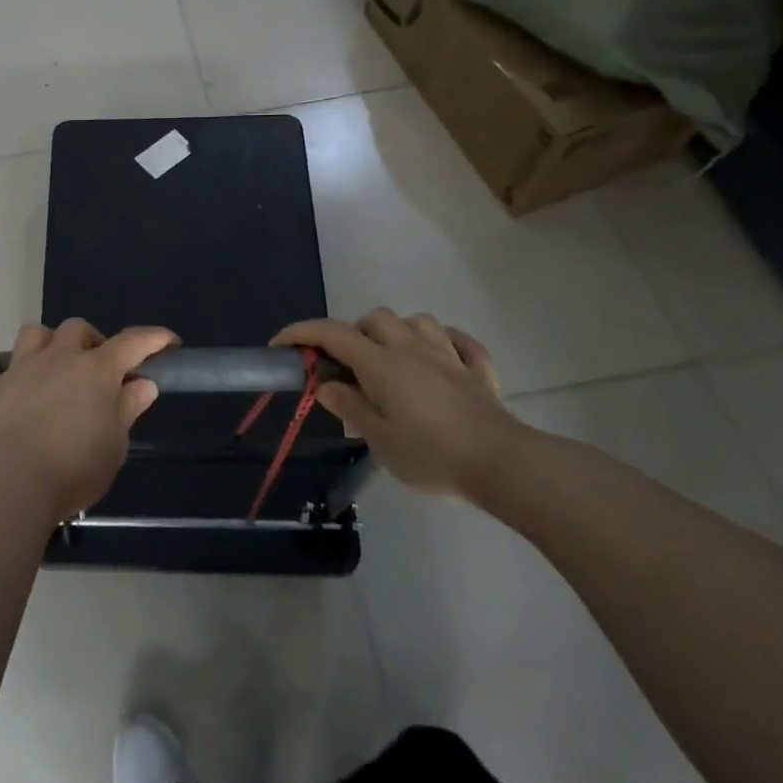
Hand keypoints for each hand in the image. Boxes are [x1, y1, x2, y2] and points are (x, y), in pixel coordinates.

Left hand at [0, 320, 177, 518]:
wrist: (13, 485)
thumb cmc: (74, 468)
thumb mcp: (115, 445)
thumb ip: (127, 408)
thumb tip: (143, 383)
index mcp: (96, 371)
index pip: (132, 343)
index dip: (153, 338)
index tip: (168, 341)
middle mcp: (58, 359)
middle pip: (77, 329)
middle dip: (92, 341)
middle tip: (99, 368)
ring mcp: (20, 370)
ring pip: (34, 334)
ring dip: (47, 340)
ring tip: (52, 359)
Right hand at [274, 309, 526, 499]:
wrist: (502, 464)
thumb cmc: (431, 454)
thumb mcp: (378, 439)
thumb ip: (350, 407)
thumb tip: (326, 386)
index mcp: (381, 363)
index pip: (331, 334)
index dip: (301, 334)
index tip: (280, 345)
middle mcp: (411, 348)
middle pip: (374, 318)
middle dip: (355, 333)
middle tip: (350, 367)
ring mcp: (448, 355)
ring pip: (417, 321)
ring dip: (399, 333)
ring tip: (394, 360)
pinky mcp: (479, 370)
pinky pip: (461, 342)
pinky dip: (447, 343)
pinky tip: (442, 358)